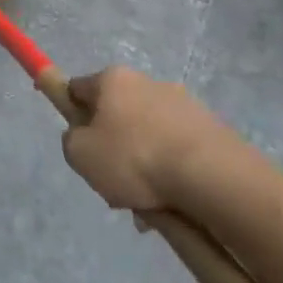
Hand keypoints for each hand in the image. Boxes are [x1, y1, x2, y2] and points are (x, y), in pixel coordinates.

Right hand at [61, 67, 246, 211]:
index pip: (78, 88)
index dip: (71, 111)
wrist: (211, 176)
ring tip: (145, 202)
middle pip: (117, 114)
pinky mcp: (211, 128)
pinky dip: (170, 171)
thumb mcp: (80, 154)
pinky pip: (177, 149)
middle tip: (111, 180)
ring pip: (148, 136)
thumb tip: (82, 136)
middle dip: (113, 146)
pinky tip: (171, 200)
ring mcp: (184, 104)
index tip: (75, 139)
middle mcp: (148, 82)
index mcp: (113, 79)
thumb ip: (71, 140)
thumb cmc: (134, 158)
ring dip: (143, 164)